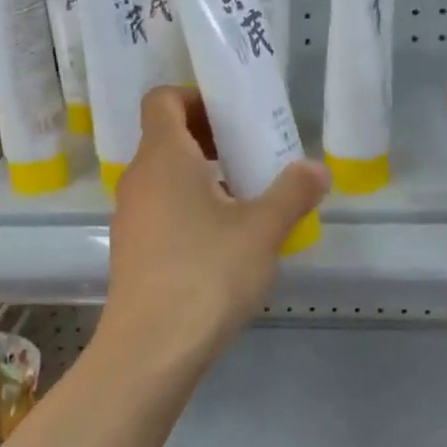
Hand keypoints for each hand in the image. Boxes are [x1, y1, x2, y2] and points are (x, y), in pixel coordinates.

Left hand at [101, 87, 328, 370]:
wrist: (151, 349)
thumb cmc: (206, 274)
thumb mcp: (262, 231)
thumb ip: (293, 193)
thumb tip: (316, 169)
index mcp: (163, 157)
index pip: (162, 99)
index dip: (196, 97)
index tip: (234, 116)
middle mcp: (138, 178)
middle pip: (166, 136)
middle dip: (209, 137)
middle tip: (252, 155)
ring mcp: (130, 216)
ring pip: (164, 176)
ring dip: (202, 176)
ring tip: (246, 199)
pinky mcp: (131, 249)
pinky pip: (160, 208)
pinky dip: (189, 206)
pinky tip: (223, 240)